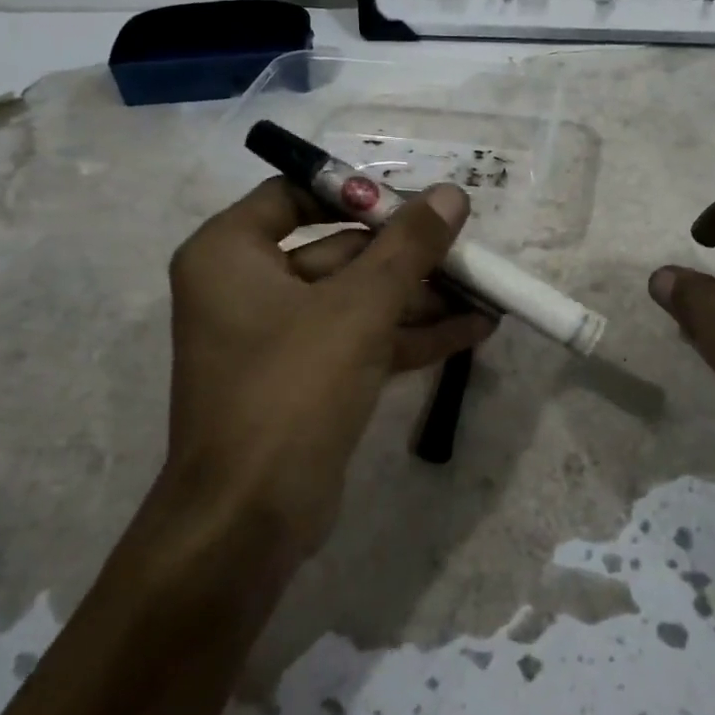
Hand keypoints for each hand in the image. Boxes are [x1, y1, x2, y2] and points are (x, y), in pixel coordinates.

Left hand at [154, 178, 493, 556]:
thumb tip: (452, 194)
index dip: (356, 192)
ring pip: (356, 298)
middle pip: (337, 249)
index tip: (413, 200)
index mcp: (230, 253)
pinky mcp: (305, 380)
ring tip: (483, 290)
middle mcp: (246, 287)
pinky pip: (360, 339)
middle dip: (405, 255)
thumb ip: (409, 246)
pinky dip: (409, 334)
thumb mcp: (359, 307)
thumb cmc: (291, 389)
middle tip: (464, 248)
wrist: (250, 521)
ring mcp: (277, 338)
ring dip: (418, 296)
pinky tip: (471, 330)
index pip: (295, 195)